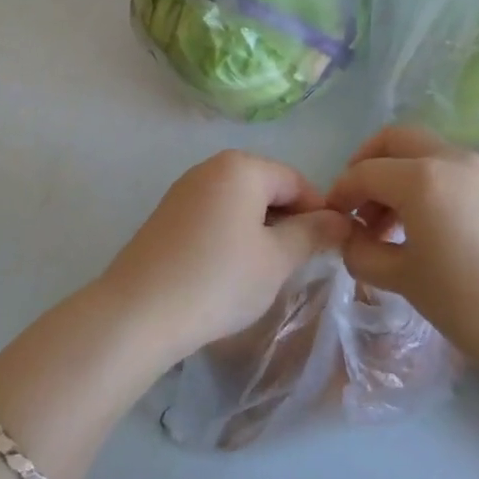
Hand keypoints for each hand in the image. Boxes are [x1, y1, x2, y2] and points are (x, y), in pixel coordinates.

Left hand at [99, 150, 352, 368]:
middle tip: (299, 265)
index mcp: (241, 167)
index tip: (329, 250)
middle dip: (289, 221)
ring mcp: (184, 190)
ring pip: (240, 203)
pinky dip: (232, 236)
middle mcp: (211, 167)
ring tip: (266, 272)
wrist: (138, 311)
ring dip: (261, 231)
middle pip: (267, 187)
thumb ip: (312, 234)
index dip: (319, 213)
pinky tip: (231, 271)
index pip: (296, 181)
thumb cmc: (218, 279)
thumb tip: (339, 220)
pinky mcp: (167, 215)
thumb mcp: (276, 260)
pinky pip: (215, 215)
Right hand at [326, 126, 478, 374]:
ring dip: (395, 173)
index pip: (364, 172)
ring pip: (422, 150)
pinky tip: (419, 225)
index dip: (340, 193)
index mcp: (421, 178)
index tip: (330, 220)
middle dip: (367, 163)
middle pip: (394, 139)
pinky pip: (446, 167)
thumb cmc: (470, 303)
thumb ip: (363, 252)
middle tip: (355, 203)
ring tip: (386, 223)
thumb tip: (348, 238)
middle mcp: (449, 158)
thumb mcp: (404, 279)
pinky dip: (422, 181)